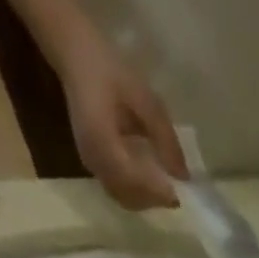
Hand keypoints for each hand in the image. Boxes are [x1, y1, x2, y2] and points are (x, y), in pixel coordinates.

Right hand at [57, 39, 187, 209]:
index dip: (157, 192)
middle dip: (154, 200)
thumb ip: (165, 137)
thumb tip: (183, 176)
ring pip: (123, 198)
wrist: (75, 56)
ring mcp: (90, 164)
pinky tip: (150, 183)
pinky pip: (117, 191)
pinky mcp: (92, 165)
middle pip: (128, 196)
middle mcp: (93, 158)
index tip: (180, 195)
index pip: (132, 179)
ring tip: (165, 189)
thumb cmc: (111, 71)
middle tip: (177, 194)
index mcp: (101, 139)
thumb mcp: (145, 99)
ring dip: (146, 200)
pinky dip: (136, 194)